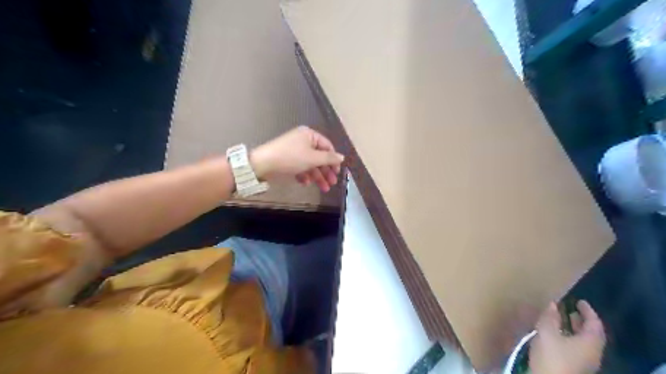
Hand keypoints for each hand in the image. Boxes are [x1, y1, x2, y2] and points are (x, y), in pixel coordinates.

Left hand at [248, 126, 343, 190]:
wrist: (263, 164)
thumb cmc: (291, 158)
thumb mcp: (313, 158)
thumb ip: (329, 158)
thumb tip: (342, 157)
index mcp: (309, 135)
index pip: (327, 146)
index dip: (333, 160)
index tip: (337, 172)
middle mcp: (303, 141)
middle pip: (319, 157)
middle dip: (326, 171)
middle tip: (332, 184)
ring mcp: (294, 151)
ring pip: (310, 164)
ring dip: (317, 176)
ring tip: (323, 189)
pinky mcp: (287, 160)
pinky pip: (300, 167)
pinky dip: (304, 175)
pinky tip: (305, 183)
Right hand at [528, 302, 607, 373]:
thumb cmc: (552, 356)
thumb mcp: (547, 332)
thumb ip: (550, 317)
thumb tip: (553, 304)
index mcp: (591, 343)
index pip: (595, 324)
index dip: (588, 311)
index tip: (580, 301)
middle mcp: (593, 353)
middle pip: (592, 334)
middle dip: (582, 321)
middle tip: (571, 309)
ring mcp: (586, 363)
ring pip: (584, 343)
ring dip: (575, 330)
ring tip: (562, 320)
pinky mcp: (576, 368)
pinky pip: (577, 349)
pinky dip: (570, 338)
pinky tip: (557, 336)